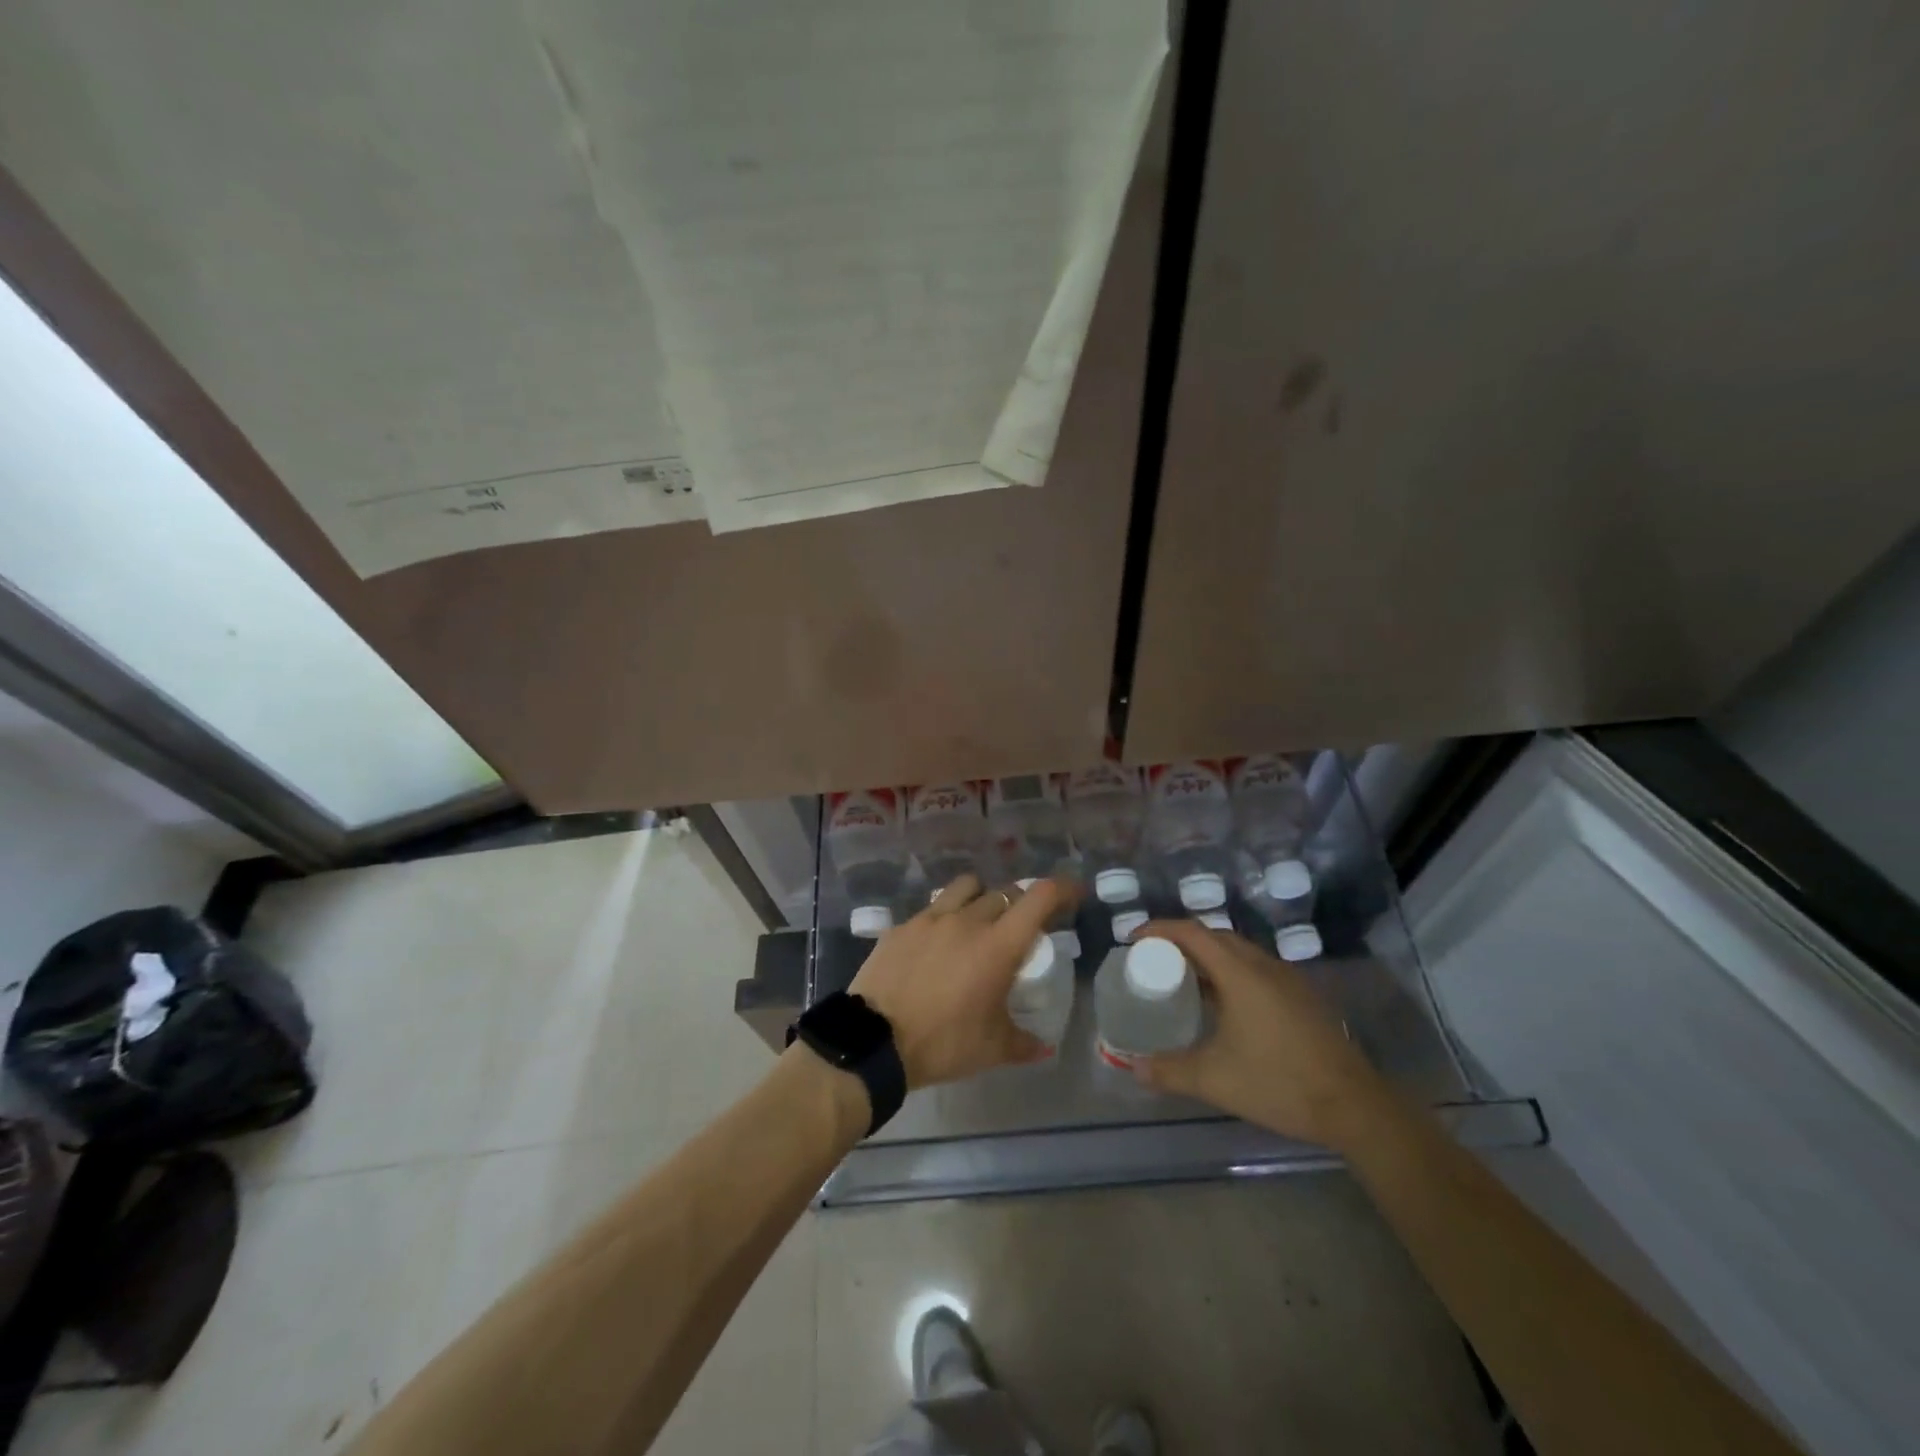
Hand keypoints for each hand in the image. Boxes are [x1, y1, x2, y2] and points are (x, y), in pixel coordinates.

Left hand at [849, 874, 1069, 1088]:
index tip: (1074, 894)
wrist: (874, 1041)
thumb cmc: (943, 1043)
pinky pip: (931, 909)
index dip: (1063, 888)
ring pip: (966, 887)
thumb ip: (1023, 1042)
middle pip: (1004, 893)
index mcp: (998, 945)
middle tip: (1021, 926)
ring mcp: (931, 918)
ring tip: (978, 920)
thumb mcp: (991, 1049)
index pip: (1040, 897)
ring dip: (981, 897)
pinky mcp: (902, 926)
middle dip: (1020, 904)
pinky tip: (937, 943)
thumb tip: (1042, 1046)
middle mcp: (968, 920)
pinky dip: (944, 917)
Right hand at [1133, 920, 1389, 1150]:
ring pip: (1239, 952)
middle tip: (1156, 961)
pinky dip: (1231, 973)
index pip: (1192, 933)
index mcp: (1240, 973)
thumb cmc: (1279, 1083)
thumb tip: (1134, 1067)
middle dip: (1181, 942)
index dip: (1159, 930)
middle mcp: (1264, 966)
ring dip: (1208, 957)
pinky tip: (1225, 1005)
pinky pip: (1256, 969)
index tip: (1133, 940)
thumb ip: (1170, 1071)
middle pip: (1215, 936)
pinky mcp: (1303, 997)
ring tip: (1184, 980)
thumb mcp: (1215, 1080)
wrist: (1355, 1107)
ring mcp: (1288, 980)